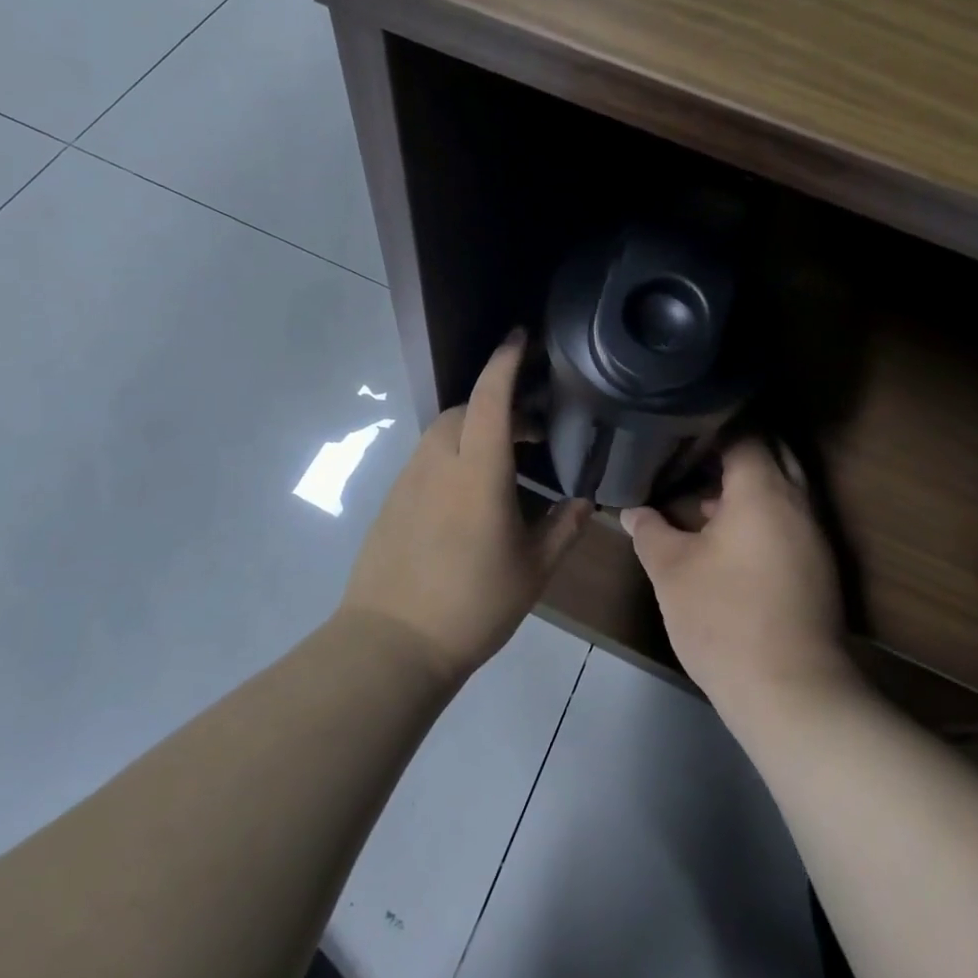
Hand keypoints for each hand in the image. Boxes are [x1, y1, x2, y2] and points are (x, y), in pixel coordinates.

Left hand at [339, 331, 591, 683]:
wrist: (392, 642)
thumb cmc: (472, 604)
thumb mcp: (532, 570)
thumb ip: (564, 528)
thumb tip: (586, 501)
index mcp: (477, 470)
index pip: (491, 397)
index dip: (506, 361)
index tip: (522, 336)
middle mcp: (439, 461)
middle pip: (465, 409)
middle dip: (498, 402)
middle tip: (532, 428)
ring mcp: (409, 479)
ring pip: (444, 432)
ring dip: (475, 428)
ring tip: (505, 460)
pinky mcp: (393, 498)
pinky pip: (428, 457)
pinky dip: (454, 454)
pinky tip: (471, 492)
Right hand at [620, 438, 852, 719]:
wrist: (791, 693)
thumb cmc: (724, 618)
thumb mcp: (671, 571)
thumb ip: (649, 531)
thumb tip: (631, 511)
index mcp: (764, 491)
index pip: (746, 433)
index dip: (713, 424)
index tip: (682, 424)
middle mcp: (798, 503)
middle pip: (773, 453)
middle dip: (735, 448)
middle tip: (692, 451)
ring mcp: (814, 536)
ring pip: (783, 489)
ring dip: (748, 484)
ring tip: (701, 491)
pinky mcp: (818, 567)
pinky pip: (788, 518)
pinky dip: (760, 512)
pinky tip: (724, 535)